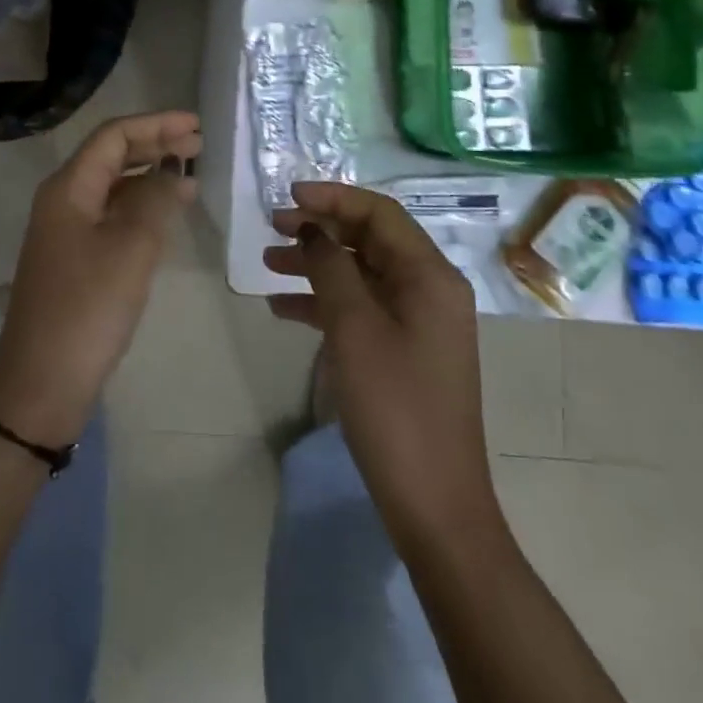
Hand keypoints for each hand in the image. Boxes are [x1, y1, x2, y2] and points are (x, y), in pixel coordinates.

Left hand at [0, 110, 202, 444]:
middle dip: (155, 144)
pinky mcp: (76, 259)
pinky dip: (142, 206)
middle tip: (199, 144)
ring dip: (151, 175)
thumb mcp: (131, 249)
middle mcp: (64, 200)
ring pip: (114, 186)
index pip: (114, 136)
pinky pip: (113, 215)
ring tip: (191, 174)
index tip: (195, 125)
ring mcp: (67, 231)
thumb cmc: (87, 309)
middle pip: (112, 156)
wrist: (41, 384)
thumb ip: (156, 201)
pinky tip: (168, 213)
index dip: (155, 124)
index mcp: (69, 188)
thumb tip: (172, 172)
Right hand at [265, 182, 494, 540]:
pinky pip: (361, 308)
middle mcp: (429, 289)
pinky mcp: (404, 350)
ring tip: (268, 263)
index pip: (380, 213)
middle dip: (321, 228)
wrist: (434, 505)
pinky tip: (282, 307)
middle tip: (274, 227)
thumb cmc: (395, 407)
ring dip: (316, 264)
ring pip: (361, 273)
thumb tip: (314, 230)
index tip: (290, 197)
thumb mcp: (355, 328)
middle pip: (370, 239)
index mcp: (430, 275)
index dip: (334, 198)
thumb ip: (331, 267)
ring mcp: (418, 321)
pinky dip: (324, 302)